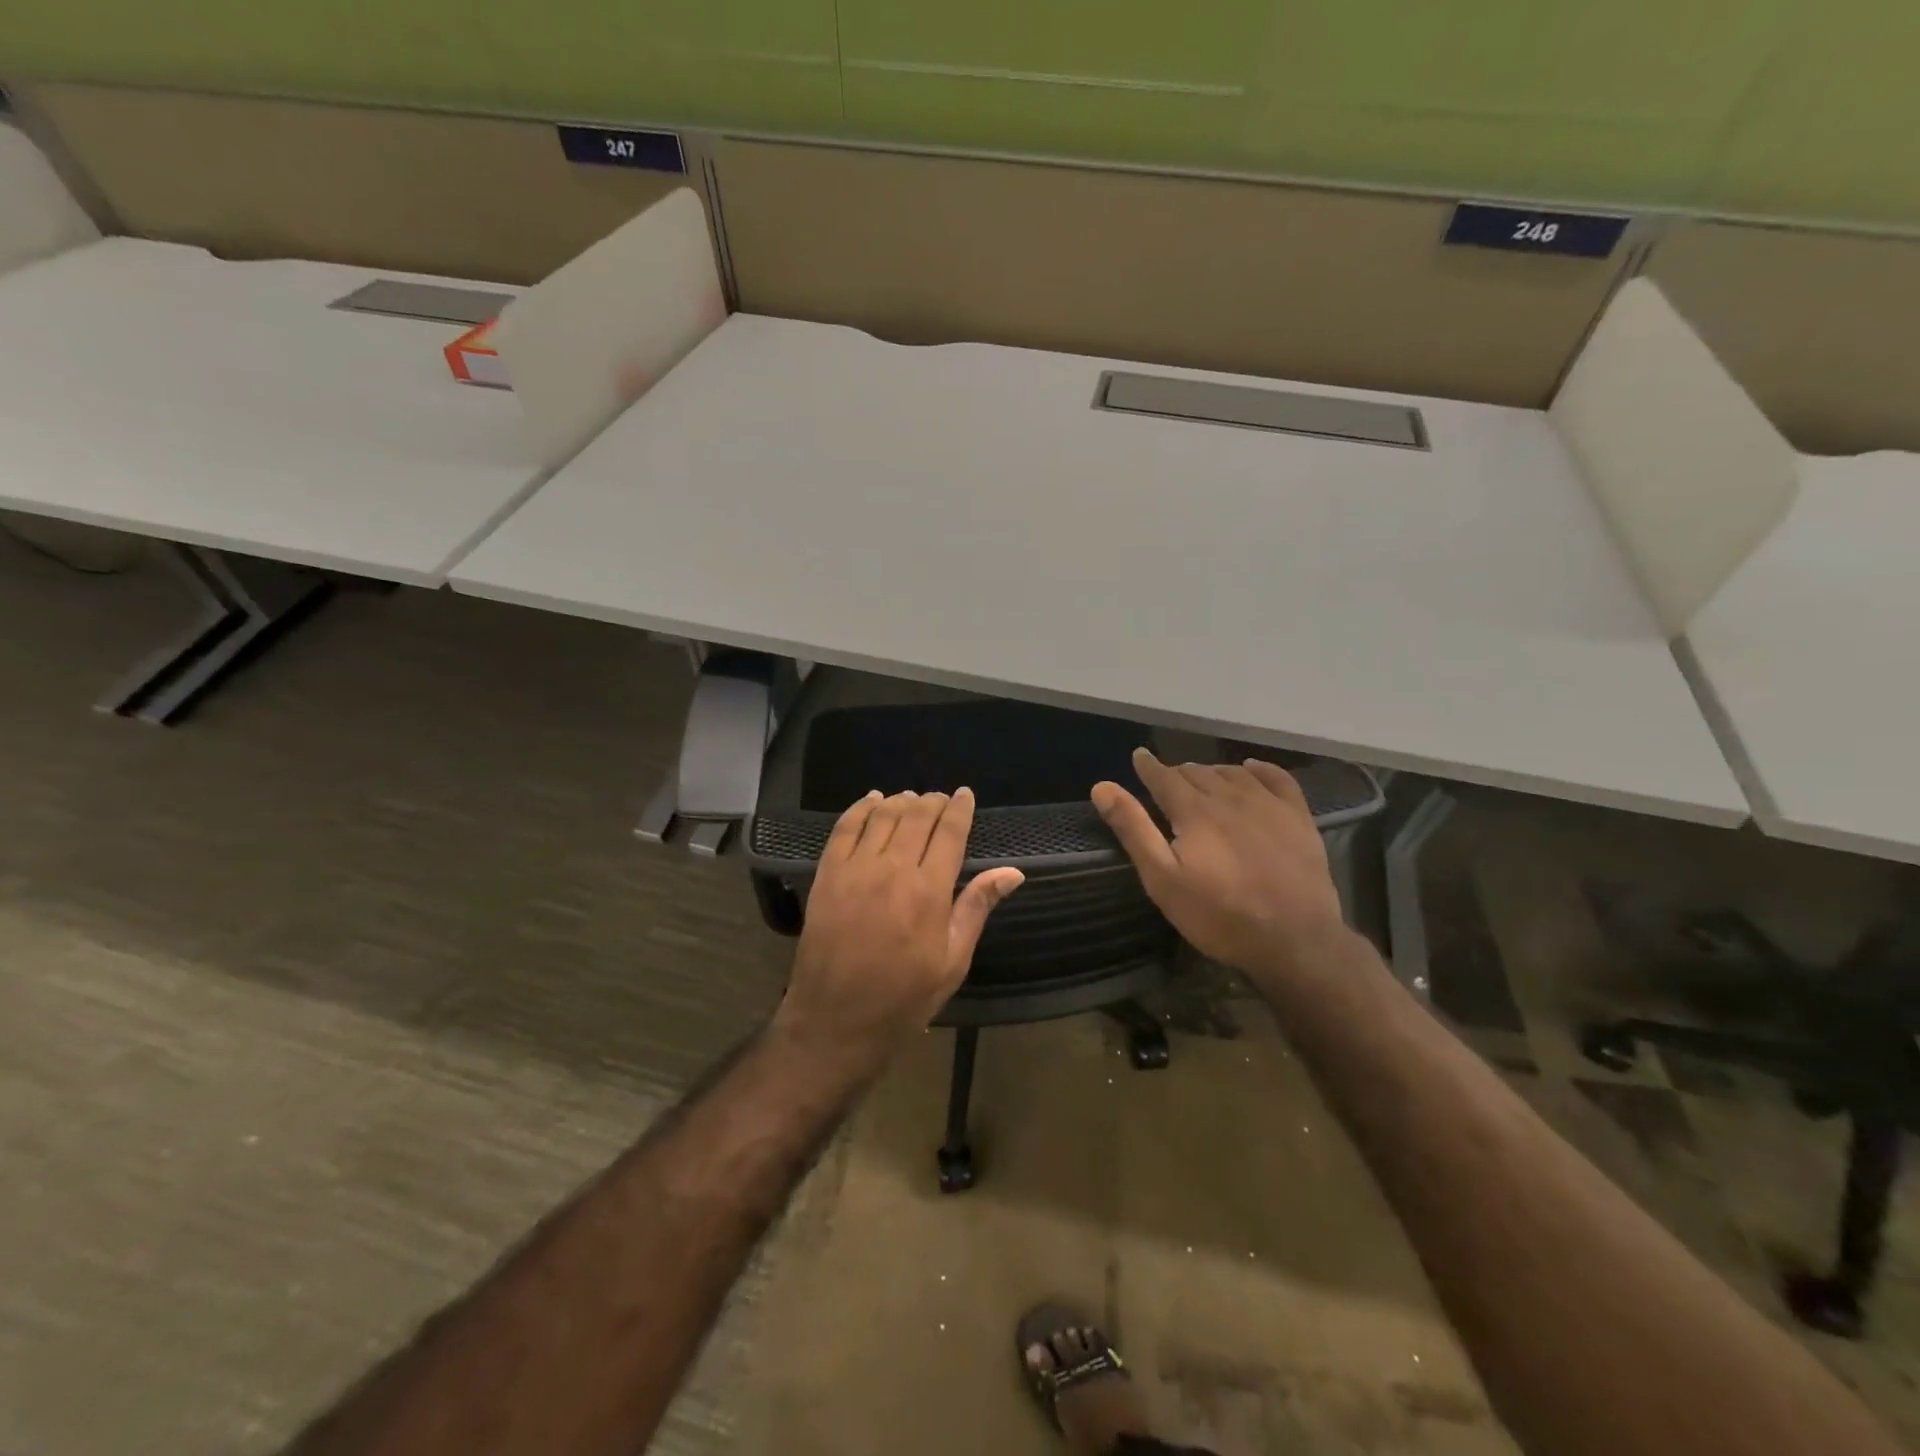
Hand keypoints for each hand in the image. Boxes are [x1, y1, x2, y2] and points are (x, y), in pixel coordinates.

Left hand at [775, 788, 1024, 1075]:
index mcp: (929, 891)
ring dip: (901, 801)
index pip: (950, 833)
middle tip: (942, 799)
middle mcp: (893, 869)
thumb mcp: (952, 960)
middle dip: (933, 802)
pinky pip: (844, 828)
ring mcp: (855, 869)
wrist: (836, 1021)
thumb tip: (1013, 872)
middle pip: (917, 817)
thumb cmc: (904, 998)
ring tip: (912, 799)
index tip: (966, 795)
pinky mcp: (827, 875)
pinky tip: (872, 801)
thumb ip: (977, 907)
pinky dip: (860, 808)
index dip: (960, 809)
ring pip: (882, 816)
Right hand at [1092, 749, 1347, 981]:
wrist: (1295, 941)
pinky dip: (1259, 769)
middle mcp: (1230, 797)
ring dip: (1212, 772)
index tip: (1139, 756)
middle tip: (1166, 780)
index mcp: (1194, 811)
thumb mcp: (1163, 879)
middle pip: (1198, 773)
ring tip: (1201, 778)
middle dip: (1178, 772)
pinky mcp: (1298, 818)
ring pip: (1233, 773)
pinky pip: (1278, 778)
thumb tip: (1102, 787)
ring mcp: (1269, 805)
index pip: (1164, 777)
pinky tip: (1250, 769)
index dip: (1148, 766)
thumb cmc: (1219, 915)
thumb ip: (1134, 829)